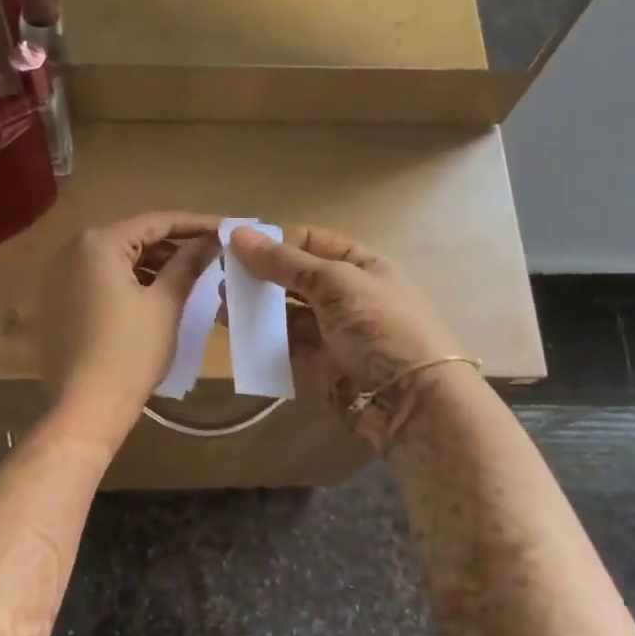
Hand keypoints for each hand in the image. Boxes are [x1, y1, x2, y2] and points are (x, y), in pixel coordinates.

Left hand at [41, 212, 221, 448]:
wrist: (86, 406)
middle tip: (211, 254)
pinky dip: (130, 283)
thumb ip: (188, 264)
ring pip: (117, 261)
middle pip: (134, 238)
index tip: (226, 229)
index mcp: (98, 243)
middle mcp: (72, 251)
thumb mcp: (165, 304)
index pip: (156, 222)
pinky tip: (158, 296)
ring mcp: (60, 278)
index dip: (195, 224)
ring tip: (191, 277)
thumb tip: (211, 241)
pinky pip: (101, 281)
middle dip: (174, 246)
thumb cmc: (130, 352)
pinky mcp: (59, 303)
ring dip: (153, 266)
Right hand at [227, 224, 470, 448]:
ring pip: (288, 313)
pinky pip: (287, 347)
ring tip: (221, 303)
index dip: (275, 241)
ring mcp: (335, 333)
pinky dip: (263, 339)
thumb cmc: (380, 327)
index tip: (235, 246)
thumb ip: (284, 262)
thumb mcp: (335, 283)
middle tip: (221, 276)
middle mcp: (348, 295)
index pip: (311, 241)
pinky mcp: (322, 366)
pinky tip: (236, 332)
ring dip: (257, 307)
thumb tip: (237, 233)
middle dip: (261, 275)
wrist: (413, 401)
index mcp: (362, 265)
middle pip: (296, 278)